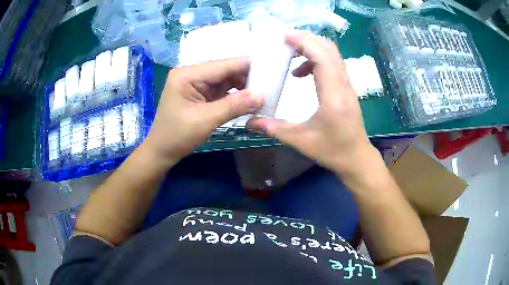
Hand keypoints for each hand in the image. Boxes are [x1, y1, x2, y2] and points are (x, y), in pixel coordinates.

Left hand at [143, 57, 262, 164]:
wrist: (161, 151)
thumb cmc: (177, 136)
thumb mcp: (205, 120)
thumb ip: (233, 106)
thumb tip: (261, 96)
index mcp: (187, 75)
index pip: (222, 65)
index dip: (247, 65)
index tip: (270, 68)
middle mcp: (191, 74)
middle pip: (225, 70)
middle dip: (247, 77)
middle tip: (270, 85)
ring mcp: (195, 83)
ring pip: (225, 80)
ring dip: (243, 86)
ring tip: (263, 93)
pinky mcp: (199, 93)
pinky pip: (221, 90)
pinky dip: (235, 94)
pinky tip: (249, 99)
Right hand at [248, 32, 377, 176]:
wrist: (356, 158)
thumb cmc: (332, 150)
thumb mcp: (301, 141)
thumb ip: (274, 129)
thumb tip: (249, 121)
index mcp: (333, 96)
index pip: (322, 57)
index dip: (304, 42)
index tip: (283, 37)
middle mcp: (343, 85)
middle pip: (328, 49)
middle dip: (306, 39)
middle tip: (283, 42)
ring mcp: (347, 85)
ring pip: (332, 54)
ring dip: (311, 47)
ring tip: (289, 54)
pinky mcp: (346, 87)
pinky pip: (332, 63)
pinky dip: (315, 59)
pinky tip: (301, 73)